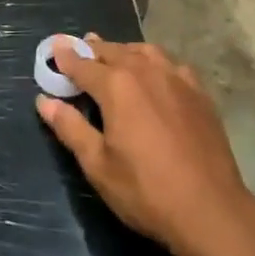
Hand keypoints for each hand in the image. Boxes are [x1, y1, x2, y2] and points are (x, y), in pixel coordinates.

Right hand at [34, 35, 254, 255]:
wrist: (210, 208)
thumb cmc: (146, 191)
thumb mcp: (98, 165)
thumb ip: (70, 128)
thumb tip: (44, 101)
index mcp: (117, 86)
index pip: (83, 65)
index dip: (66, 57)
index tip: (54, 47)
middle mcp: (146, 70)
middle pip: (114, 51)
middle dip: (94, 50)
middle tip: (80, 50)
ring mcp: (177, 78)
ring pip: (144, 51)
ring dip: (124, 51)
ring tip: (114, 55)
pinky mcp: (199, 92)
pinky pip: (171, 64)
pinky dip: (154, 61)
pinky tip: (156, 73)